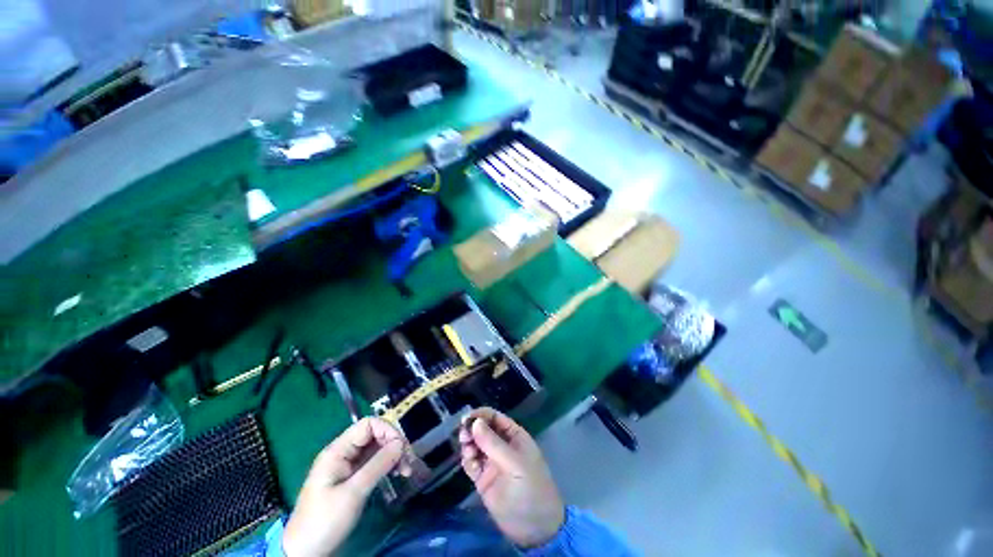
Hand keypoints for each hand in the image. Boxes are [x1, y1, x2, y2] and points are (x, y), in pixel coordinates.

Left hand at [283, 418, 411, 556]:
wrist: (305, 552)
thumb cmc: (325, 520)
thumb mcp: (353, 493)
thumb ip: (377, 465)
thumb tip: (400, 444)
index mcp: (338, 450)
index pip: (368, 425)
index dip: (387, 430)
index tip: (401, 447)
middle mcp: (344, 453)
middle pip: (375, 435)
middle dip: (394, 444)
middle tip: (408, 462)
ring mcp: (348, 465)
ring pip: (377, 449)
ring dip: (393, 455)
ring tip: (406, 471)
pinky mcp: (353, 478)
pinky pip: (374, 462)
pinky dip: (387, 465)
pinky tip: (397, 474)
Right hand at [459, 408, 564, 547]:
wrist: (534, 527)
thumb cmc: (530, 487)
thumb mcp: (515, 463)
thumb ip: (494, 443)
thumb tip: (475, 423)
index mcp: (514, 436)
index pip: (495, 418)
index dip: (481, 415)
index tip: (466, 418)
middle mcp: (501, 446)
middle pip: (482, 430)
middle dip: (472, 429)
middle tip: (464, 435)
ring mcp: (492, 463)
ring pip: (475, 445)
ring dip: (468, 444)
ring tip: (467, 450)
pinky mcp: (483, 479)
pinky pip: (471, 464)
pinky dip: (468, 461)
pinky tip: (470, 464)